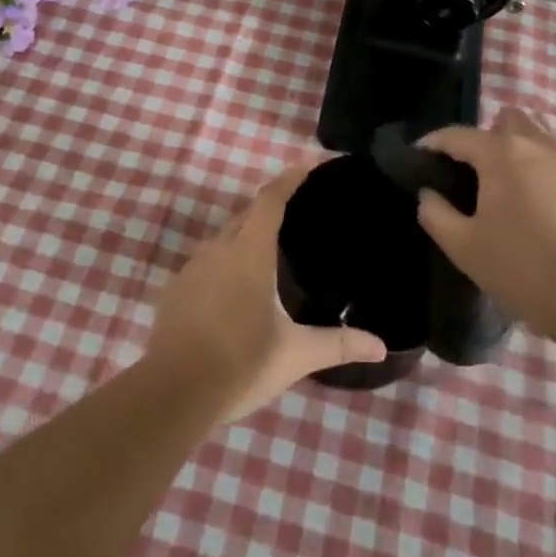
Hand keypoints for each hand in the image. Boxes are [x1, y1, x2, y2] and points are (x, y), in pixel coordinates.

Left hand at [147, 162, 388, 422]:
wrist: (173, 392)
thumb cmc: (241, 364)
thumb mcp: (295, 354)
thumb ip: (338, 344)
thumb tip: (382, 345)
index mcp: (249, 253)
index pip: (270, 200)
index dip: (289, 179)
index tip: (306, 164)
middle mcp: (218, 250)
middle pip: (246, 214)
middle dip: (269, 206)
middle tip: (295, 208)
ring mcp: (191, 268)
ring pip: (223, 238)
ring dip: (245, 234)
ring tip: (268, 249)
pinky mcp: (175, 289)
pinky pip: (205, 261)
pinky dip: (224, 261)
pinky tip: (234, 286)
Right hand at [417, 109, 555, 336]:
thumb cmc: (523, 267)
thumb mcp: (464, 246)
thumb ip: (436, 214)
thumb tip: (428, 195)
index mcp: (500, 152)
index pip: (456, 135)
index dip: (432, 144)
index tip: (417, 158)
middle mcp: (537, 144)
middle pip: (506, 120)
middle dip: (483, 138)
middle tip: (471, 174)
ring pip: (538, 136)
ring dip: (516, 149)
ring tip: (505, 186)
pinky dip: (542, 169)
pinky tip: (537, 205)